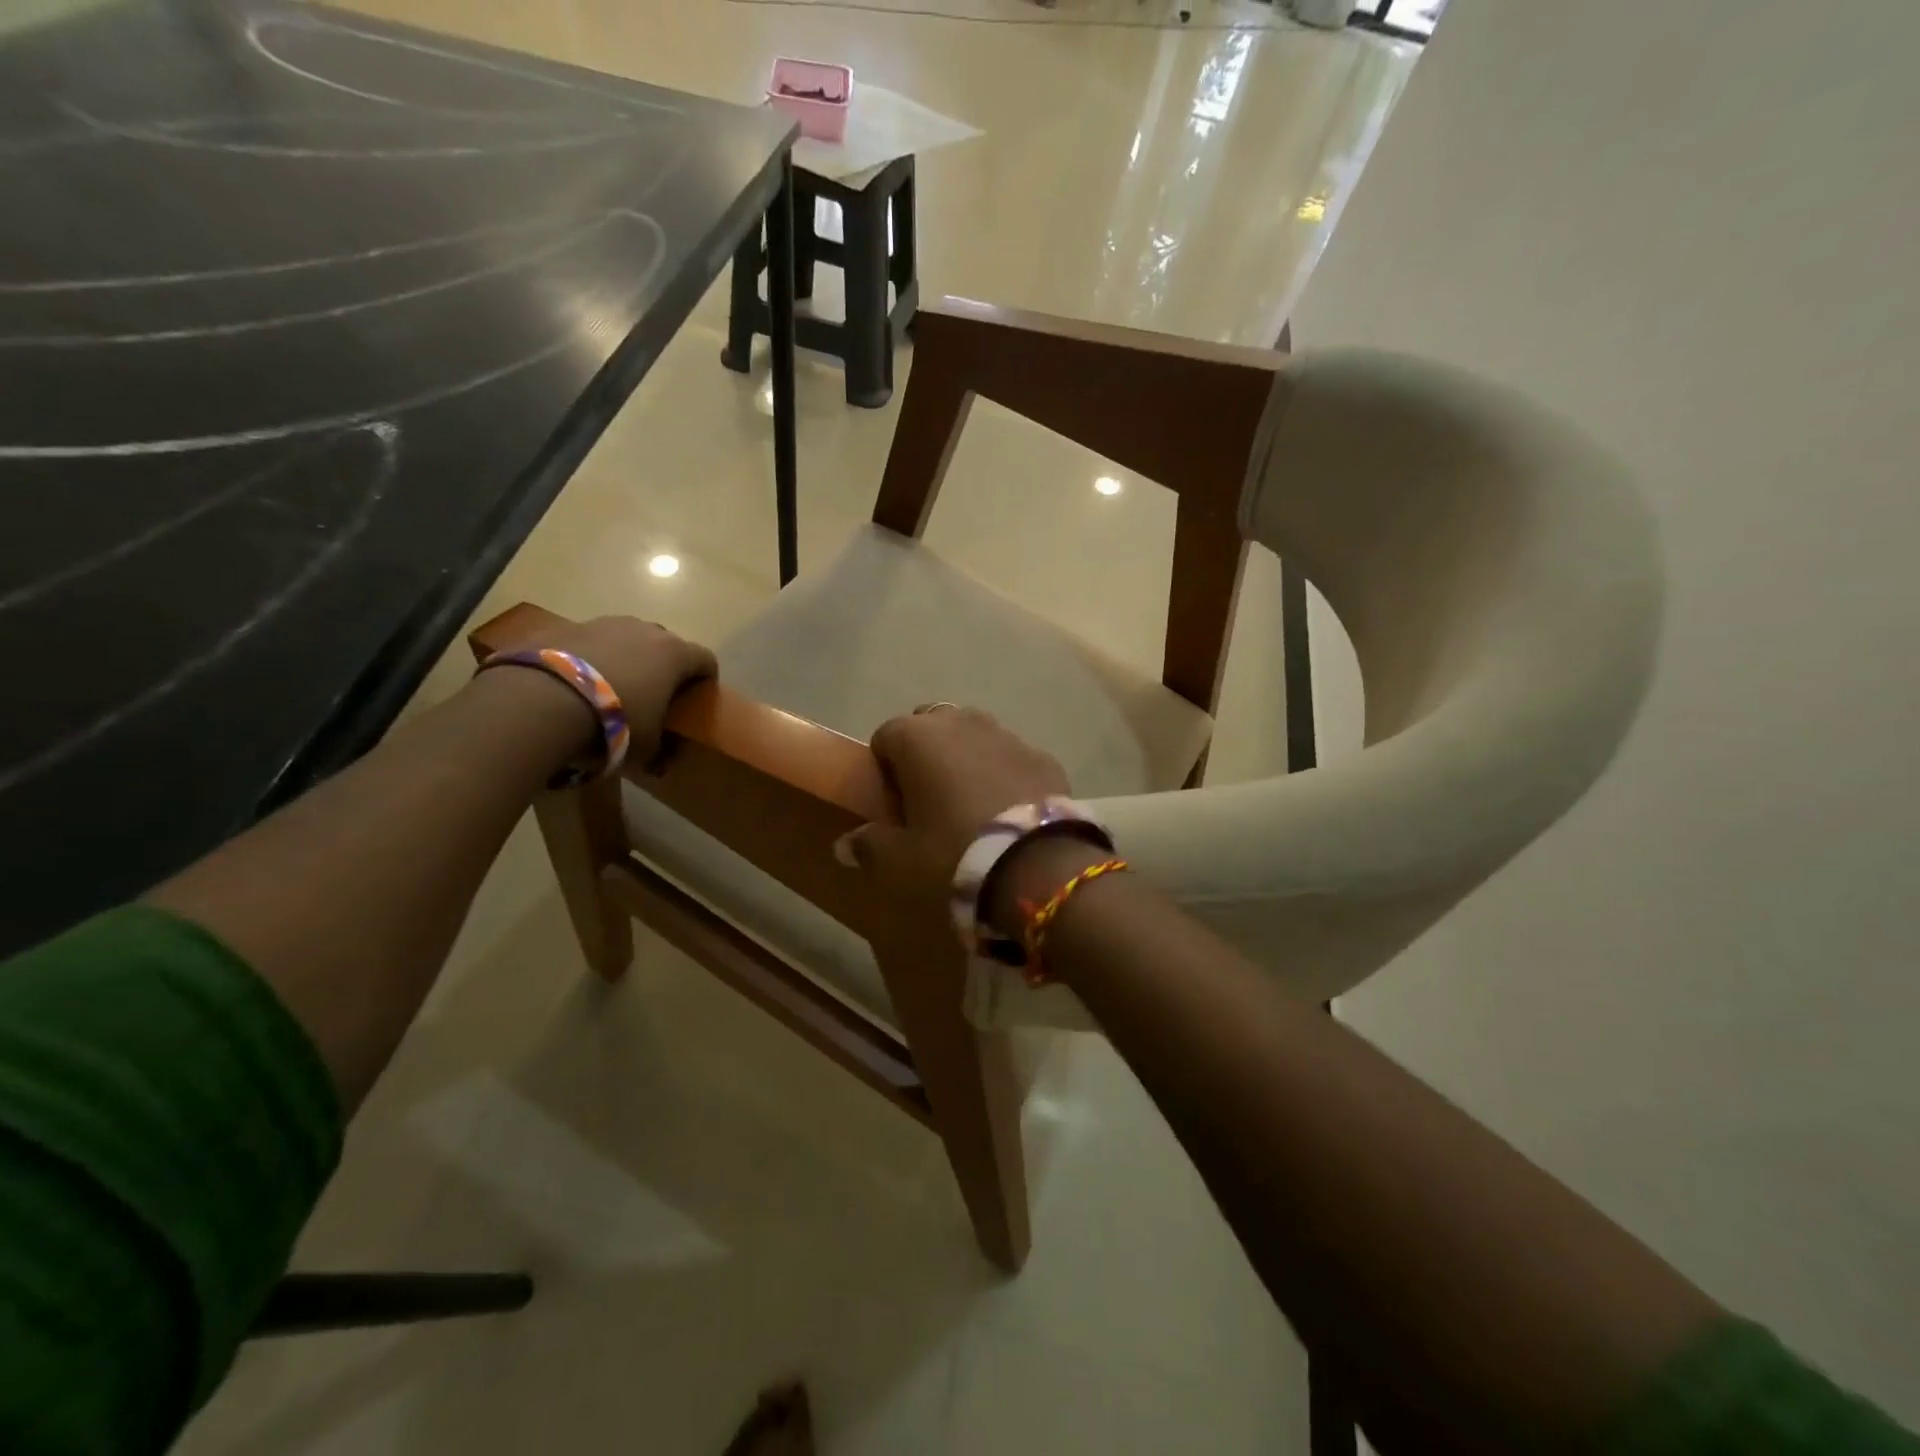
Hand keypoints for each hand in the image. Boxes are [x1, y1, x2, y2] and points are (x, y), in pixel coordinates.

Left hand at [531, 616, 716, 762]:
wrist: (544, 699)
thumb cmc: (615, 722)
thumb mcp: (645, 749)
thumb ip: (660, 753)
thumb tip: (662, 765)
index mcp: (675, 655)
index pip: (706, 659)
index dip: (705, 677)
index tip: (698, 696)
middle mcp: (646, 631)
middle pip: (667, 644)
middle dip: (665, 665)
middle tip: (654, 693)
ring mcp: (606, 623)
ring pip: (628, 638)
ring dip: (627, 657)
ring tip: (611, 686)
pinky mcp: (569, 626)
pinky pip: (591, 642)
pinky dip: (591, 657)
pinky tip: (578, 682)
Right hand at [841, 705, 1068, 908]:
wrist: (1037, 866)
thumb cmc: (952, 855)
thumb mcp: (899, 861)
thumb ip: (869, 845)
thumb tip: (844, 844)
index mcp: (917, 737)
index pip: (885, 736)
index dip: (884, 769)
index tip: (893, 804)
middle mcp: (961, 722)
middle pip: (932, 728)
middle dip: (926, 755)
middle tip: (929, 801)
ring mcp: (1007, 735)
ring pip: (975, 737)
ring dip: (967, 760)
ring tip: (971, 805)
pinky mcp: (1043, 756)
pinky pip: (1012, 759)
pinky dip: (1004, 775)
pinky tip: (1008, 812)